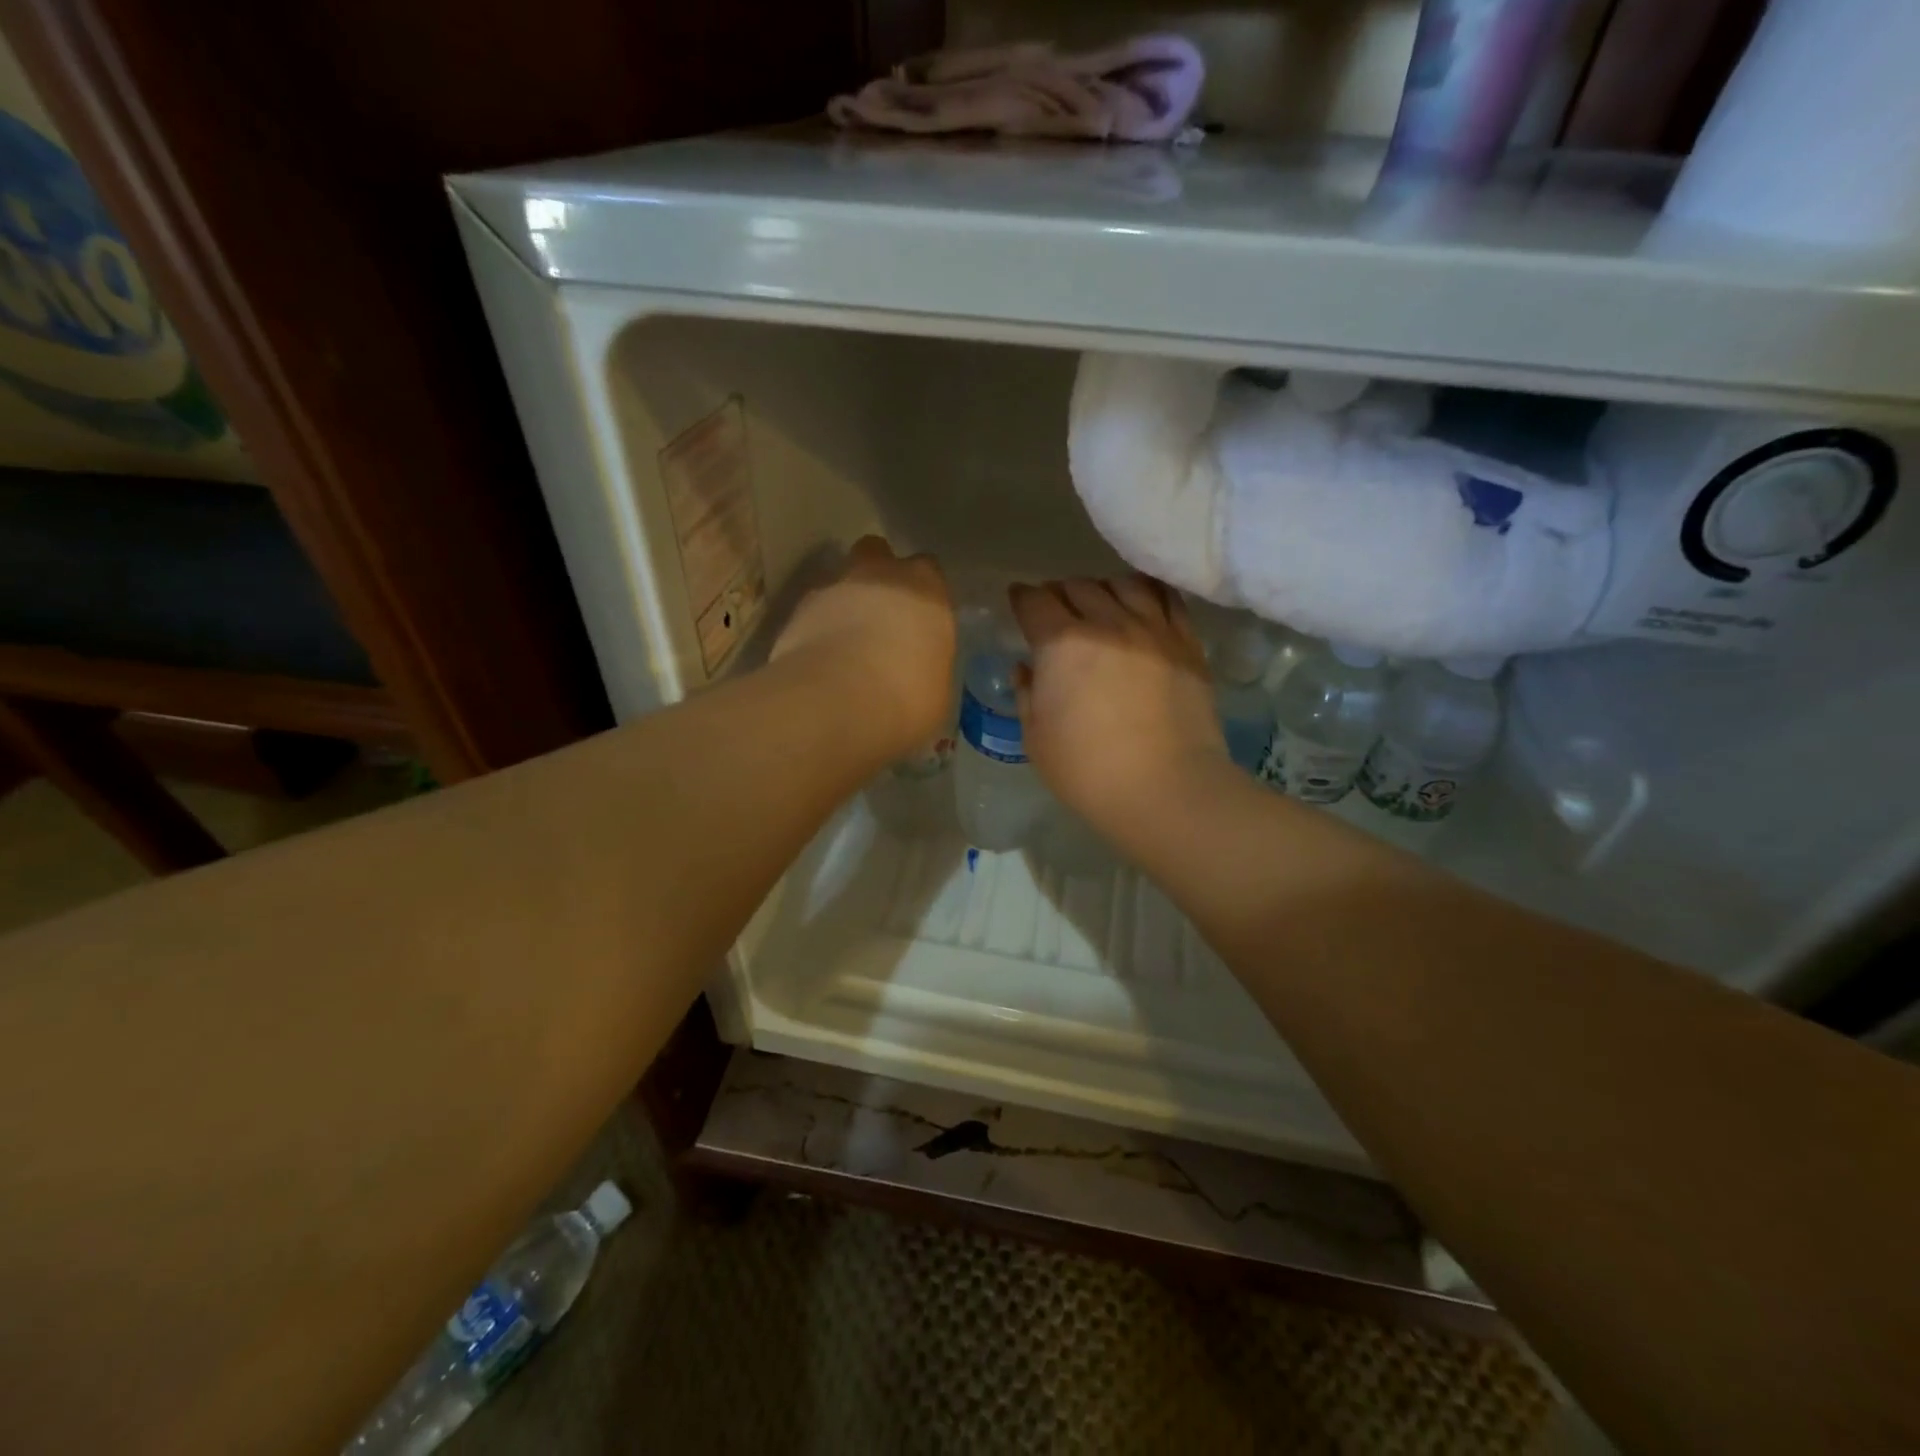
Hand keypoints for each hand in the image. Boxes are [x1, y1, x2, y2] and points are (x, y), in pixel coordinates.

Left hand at [772, 536, 954, 759]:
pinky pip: (811, 611)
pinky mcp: (796, 610)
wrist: (835, 701)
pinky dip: (816, 628)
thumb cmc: (907, 697)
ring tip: (845, 644)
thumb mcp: (938, 691)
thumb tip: (919, 673)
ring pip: (839, 580)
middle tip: (881, 617)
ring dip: (843, 603)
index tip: (920, 620)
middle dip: (878, 577)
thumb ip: (929, 666)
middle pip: (877, 555)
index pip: (929, 571)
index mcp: (927, 588)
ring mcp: (833, 587)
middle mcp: (880, 574)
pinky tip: (820, 660)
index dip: (923, 593)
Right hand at [1008, 576, 1228, 843]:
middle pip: (1076, 587)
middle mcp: (1106, 623)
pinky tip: (1141, 605)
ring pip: (1122, 584)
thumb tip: (1027, 668)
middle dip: (1058, 594)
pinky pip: (1167, 598)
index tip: (1018, 602)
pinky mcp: (1186, 643)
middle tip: (1055, 612)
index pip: (1034, 601)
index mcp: (1061, 644)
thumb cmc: (1088, 772)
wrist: (1167, 789)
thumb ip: (1027, 695)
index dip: (1021, 598)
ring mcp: (1152, 629)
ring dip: (1101, 590)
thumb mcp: (1036, 740)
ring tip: (1100, 605)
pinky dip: (1147, 593)